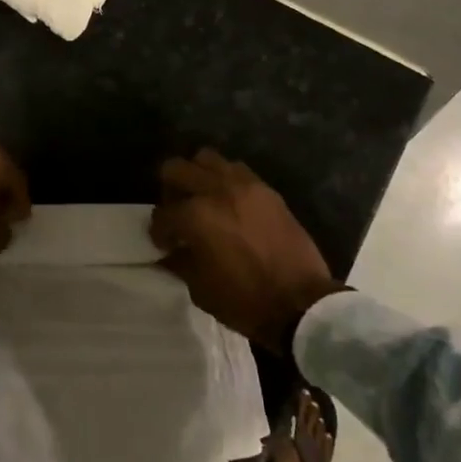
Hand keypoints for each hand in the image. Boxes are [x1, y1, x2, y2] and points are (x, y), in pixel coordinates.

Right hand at [149, 149, 343, 351]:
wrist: (302, 303)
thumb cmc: (246, 301)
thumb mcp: (200, 289)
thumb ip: (180, 261)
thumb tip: (170, 250)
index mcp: (196, 217)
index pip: (162, 214)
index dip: (159, 231)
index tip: (164, 244)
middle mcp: (216, 190)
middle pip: (176, 169)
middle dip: (169, 191)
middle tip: (176, 213)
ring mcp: (244, 185)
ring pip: (207, 159)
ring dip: (197, 176)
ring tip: (203, 200)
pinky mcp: (266, 189)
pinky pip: (236, 169)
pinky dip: (225, 180)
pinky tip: (229, 203)